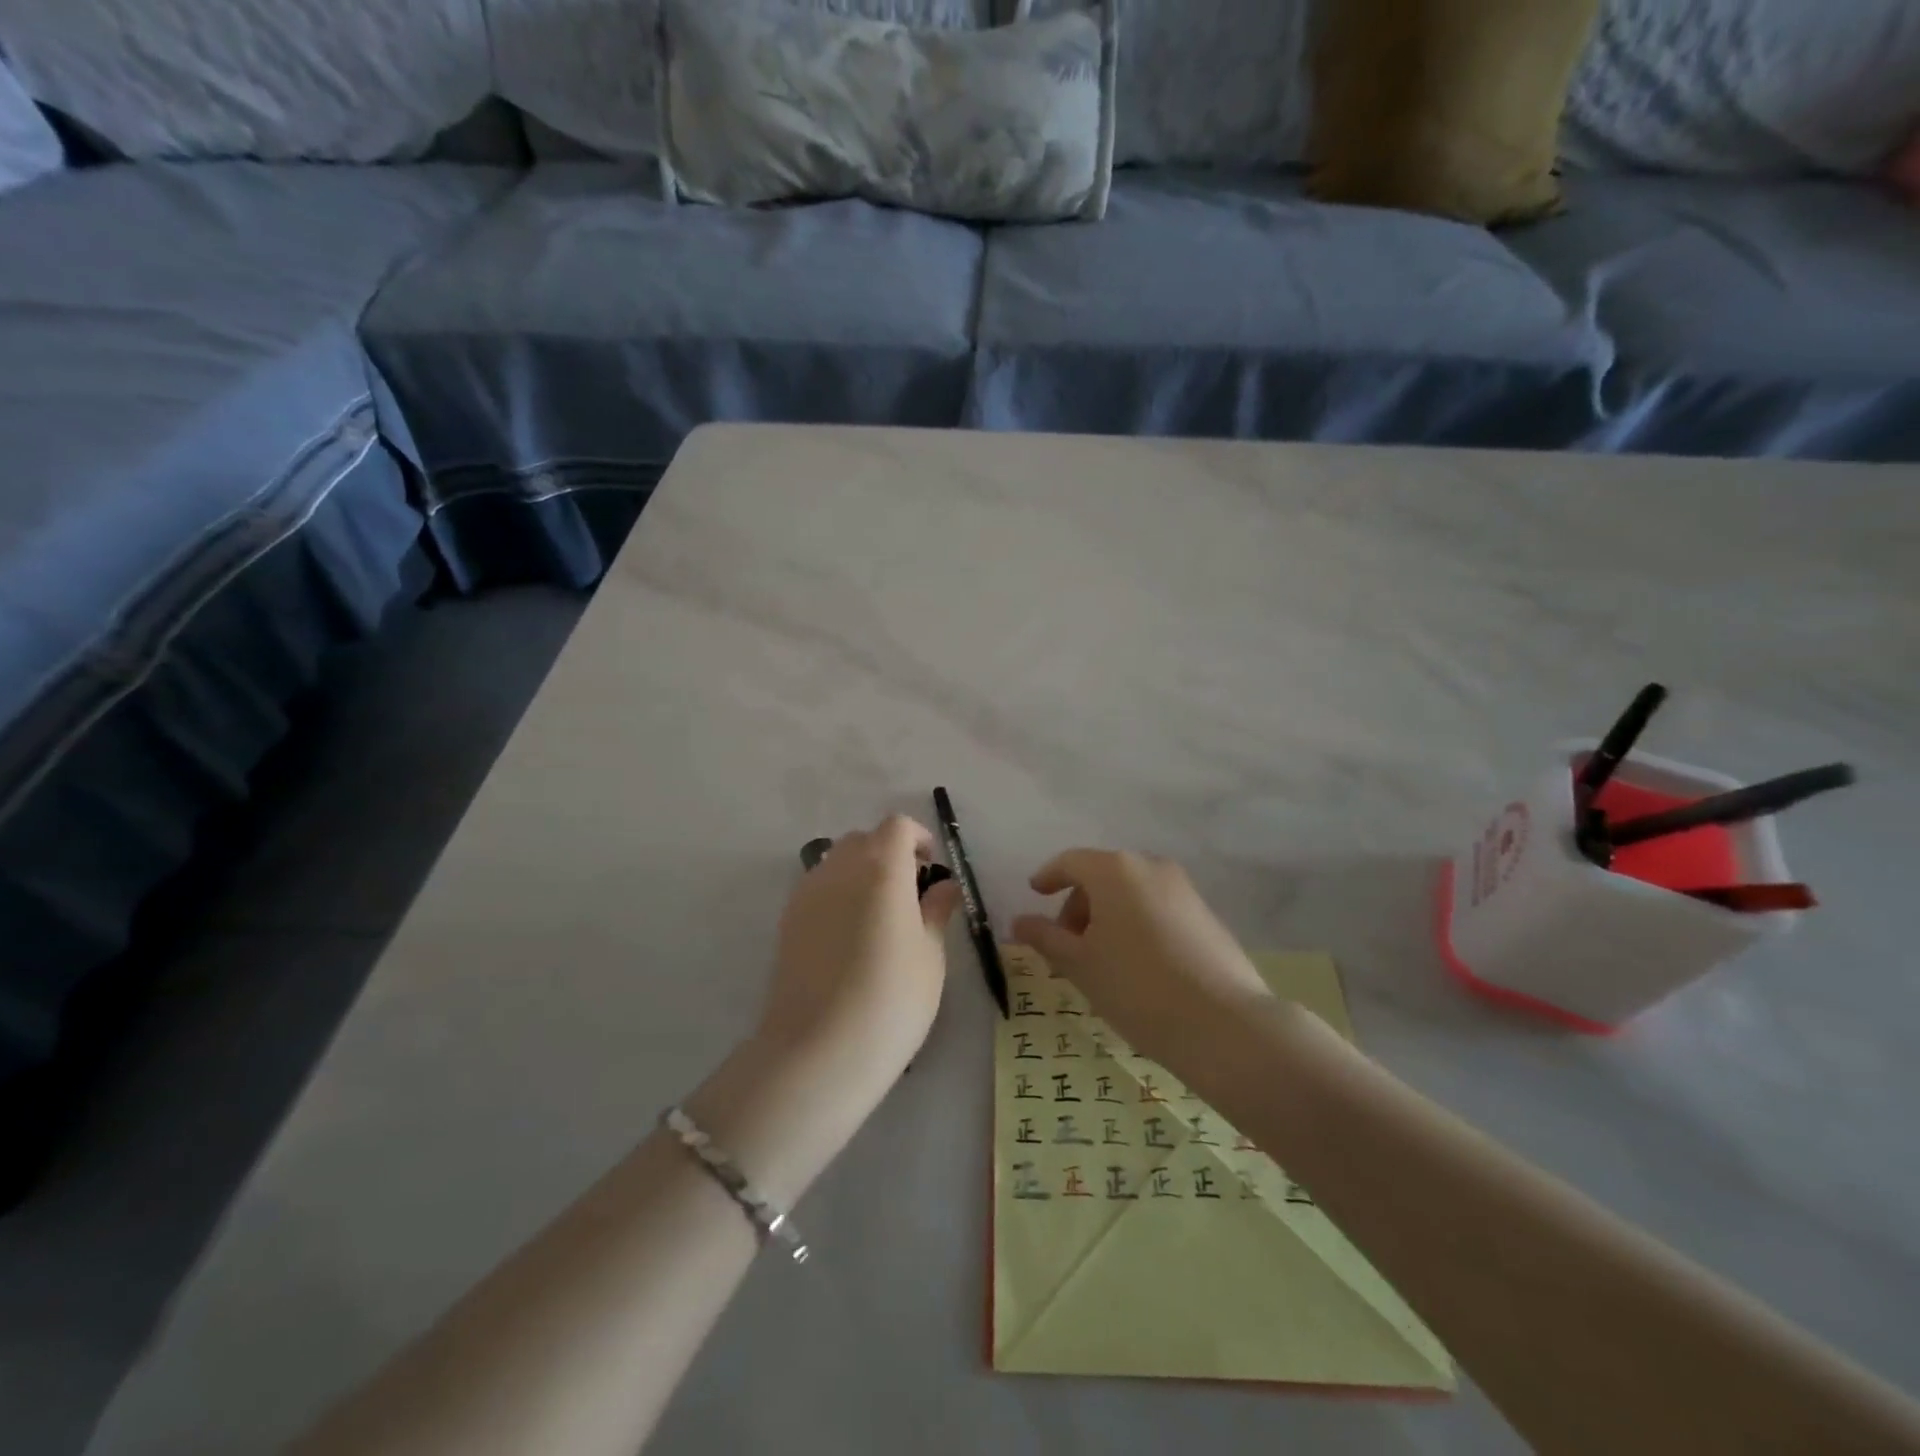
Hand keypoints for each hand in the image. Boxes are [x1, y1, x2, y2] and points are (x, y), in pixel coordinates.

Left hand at [761, 815, 962, 1095]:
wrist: (819, 1051)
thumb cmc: (892, 1000)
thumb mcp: (930, 956)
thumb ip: (936, 911)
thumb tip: (944, 886)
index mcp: (882, 868)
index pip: (897, 826)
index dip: (917, 838)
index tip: (931, 868)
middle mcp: (840, 868)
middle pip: (864, 839)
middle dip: (889, 853)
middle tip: (910, 893)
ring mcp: (808, 892)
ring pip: (837, 861)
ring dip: (861, 872)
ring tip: (879, 916)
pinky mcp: (787, 920)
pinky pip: (818, 887)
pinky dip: (838, 894)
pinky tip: (850, 937)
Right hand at [1012, 850, 1272, 1069]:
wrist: (1224, 1024)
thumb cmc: (1136, 987)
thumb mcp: (1079, 964)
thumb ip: (1045, 937)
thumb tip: (1019, 922)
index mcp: (1115, 870)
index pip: (1070, 862)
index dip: (1048, 877)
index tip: (1035, 895)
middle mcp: (1150, 867)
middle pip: (1102, 876)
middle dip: (1078, 905)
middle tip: (1067, 945)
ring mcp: (1184, 889)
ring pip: (1131, 892)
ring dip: (1108, 916)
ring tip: (1101, 960)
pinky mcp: (1206, 914)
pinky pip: (1157, 908)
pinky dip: (1137, 924)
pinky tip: (1137, 965)